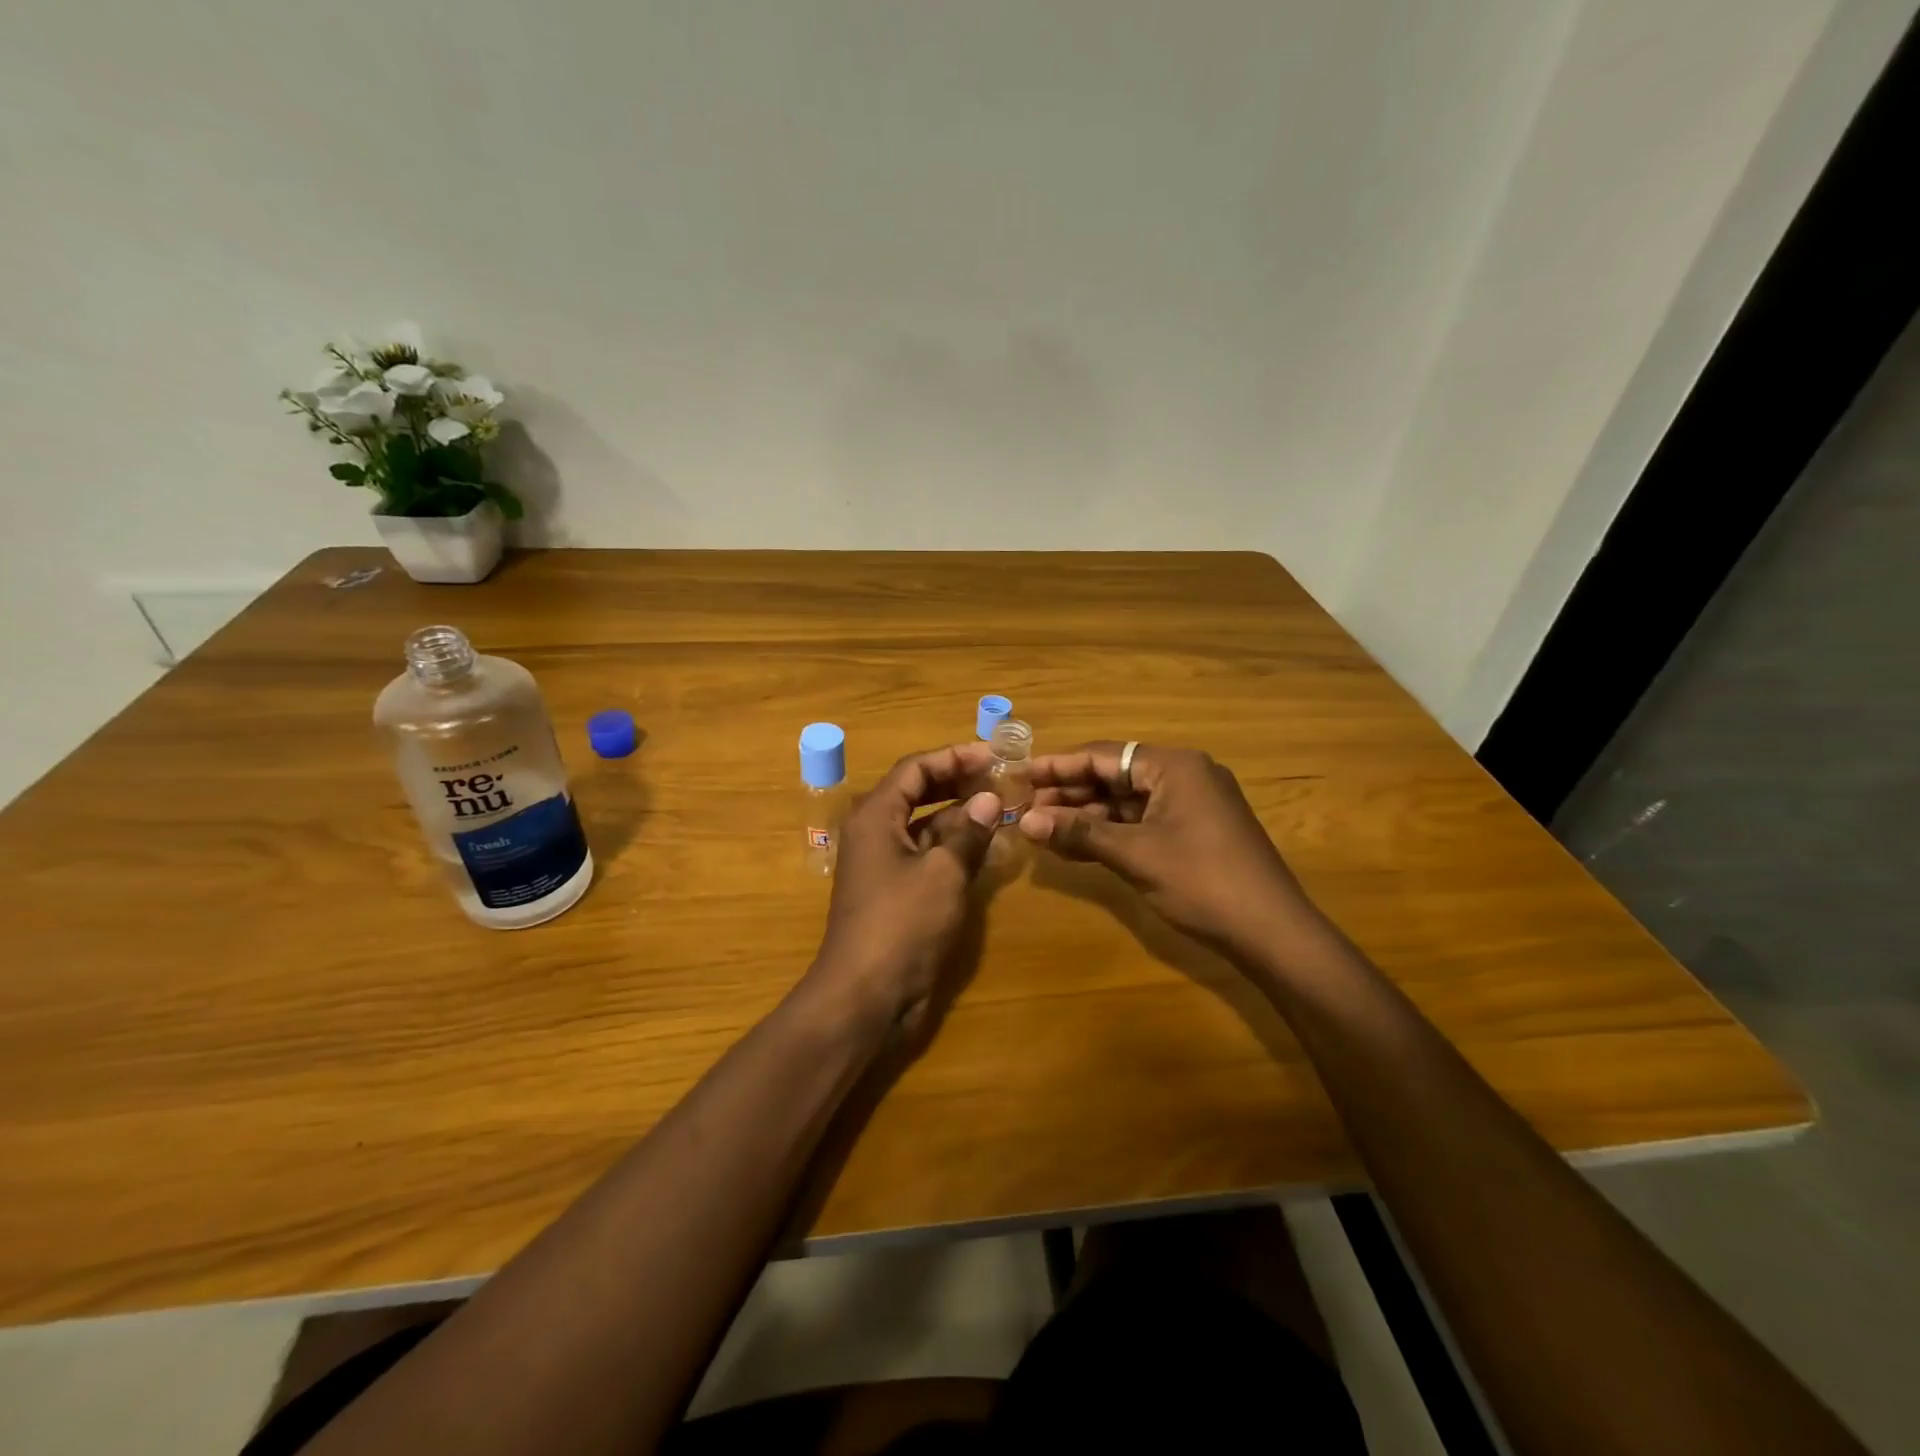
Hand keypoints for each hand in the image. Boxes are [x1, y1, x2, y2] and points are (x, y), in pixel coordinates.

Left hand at [809, 742, 1000, 1036]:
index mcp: (876, 816)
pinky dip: (953, 845)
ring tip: (1001, 807)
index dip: (954, 757)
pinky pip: (926, 854)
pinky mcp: (895, 892)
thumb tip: (990, 799)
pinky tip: (985, 846)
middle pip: (917, 791)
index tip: (994, 756)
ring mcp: (884, 864)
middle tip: (1000, 778)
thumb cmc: (902, 924)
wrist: (866, 995)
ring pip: (924, 824)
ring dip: (959, 814)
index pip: (916, 768)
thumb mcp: (943, 872)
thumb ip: (969, 832)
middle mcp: (875, 832)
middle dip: (958, 781)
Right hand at [1020, 742, 1320, 960]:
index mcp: (1174, 766)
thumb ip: (1080, 832)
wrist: (1272, 932)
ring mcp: (1192, 804)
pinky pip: (1143, 821)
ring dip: (1088, 814)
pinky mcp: (1195, 831)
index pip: (1104, 755)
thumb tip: (1026, 821)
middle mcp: (1184, 775)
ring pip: (1127, 801)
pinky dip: (1111, 832)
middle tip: (1026, 808)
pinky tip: (1078, 845)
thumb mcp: (1135, 854)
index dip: (1059, 766)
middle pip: (1115, 775)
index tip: (1020, 775)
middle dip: (1070, 793)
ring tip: (1043, 827)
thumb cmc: (1202, 881)